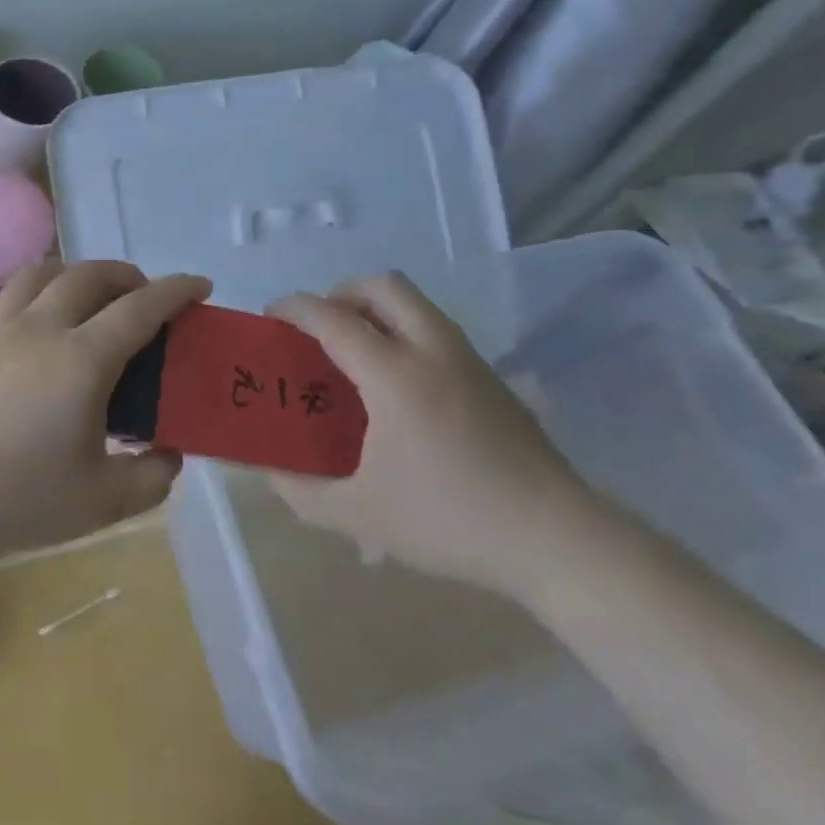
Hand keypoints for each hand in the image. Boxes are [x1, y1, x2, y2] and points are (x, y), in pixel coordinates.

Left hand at [0, 260, 211, 558]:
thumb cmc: (20, 499)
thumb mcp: (104, 502)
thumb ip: (152, 477)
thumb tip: (169, 452)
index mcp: (82, 360)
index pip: (140, 308)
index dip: (176, 290)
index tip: (200, 284)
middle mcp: (42, 330)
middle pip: (91, 276)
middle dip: (128, 275)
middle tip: (146, 296)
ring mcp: (1, 331)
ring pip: (43, 273)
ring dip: (79, 273)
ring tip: (93, 296)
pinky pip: (13, 295)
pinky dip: (42, 290)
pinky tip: (45, 324)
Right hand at [270, 271, 596, 598]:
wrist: (556, 539)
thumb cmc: (449, 520)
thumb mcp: (359, 514)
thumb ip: (301, 490)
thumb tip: (268, 470)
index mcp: (395, 376)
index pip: (333, 318)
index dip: (294, 308)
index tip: (268, 316)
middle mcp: (433, 350)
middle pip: (382, 285)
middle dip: (340, 293)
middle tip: (318, 330)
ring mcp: (468, 360)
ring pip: (415, 303)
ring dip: (374, 310)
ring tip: (351, 355)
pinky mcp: (491, 377)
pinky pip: (434, 329)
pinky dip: (402, 331)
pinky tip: (395, 386)